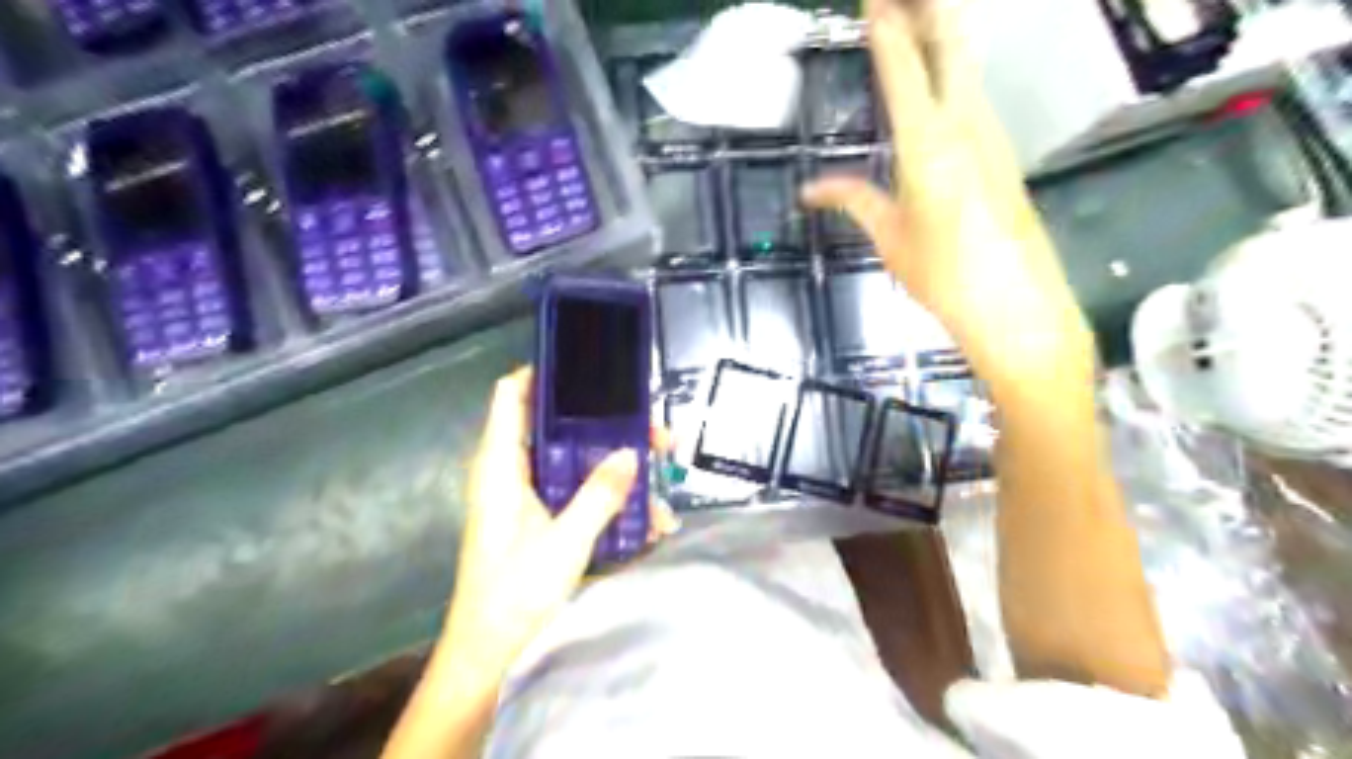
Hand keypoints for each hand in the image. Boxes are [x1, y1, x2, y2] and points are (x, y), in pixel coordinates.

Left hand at [446, 369, 674, 686]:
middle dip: (611, 428)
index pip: (513, 395)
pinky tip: (648, 521)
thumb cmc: (514, 594)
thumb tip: (631, 452)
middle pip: (562, 427)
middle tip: (655, 433)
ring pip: (578, 462)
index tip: (591, 368)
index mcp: (502, 465)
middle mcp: (513, 472)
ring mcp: (529, 496)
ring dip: (620, 469)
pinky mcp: (542, 519)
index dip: (544, 373)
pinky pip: (581, 494)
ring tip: (663, 481)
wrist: (490, 654)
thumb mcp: (565, 542)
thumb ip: (600, 494)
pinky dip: (612, 499)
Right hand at [806, 1, 1091, 378]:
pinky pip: (974, 93)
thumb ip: (854, 200)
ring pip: (968, 64)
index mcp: (928, 144)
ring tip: (919, 12)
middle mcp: (966, 124)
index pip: (904, 67)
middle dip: (927, 7)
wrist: (1016, 306)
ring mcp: (992, 134)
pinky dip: (954, 68)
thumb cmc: (944, 277)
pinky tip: (942, 73)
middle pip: (951, 44)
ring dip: (943, 33)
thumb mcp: (891, 238)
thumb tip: (810, 189)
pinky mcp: (1003, 151)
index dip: (887, 25)